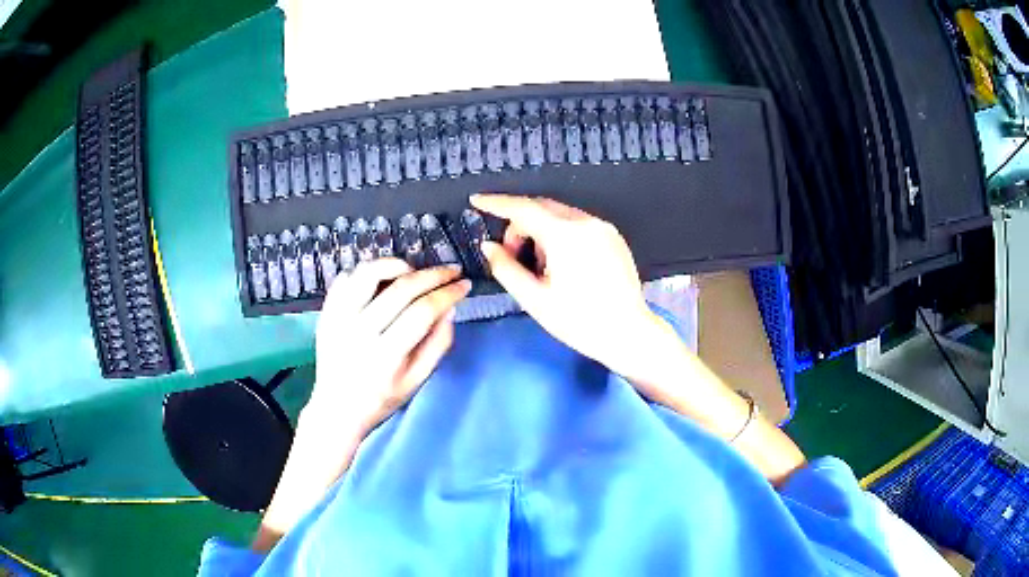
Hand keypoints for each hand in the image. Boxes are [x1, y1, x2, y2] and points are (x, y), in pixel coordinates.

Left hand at [308, 258, 471, 436]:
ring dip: (396, 264)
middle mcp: (360, 331)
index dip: (448, 293)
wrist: (337, 409)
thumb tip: (450, 308)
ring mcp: (338, 319)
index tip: (465, 285)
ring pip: (368, 273)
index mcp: (386, 355)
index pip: (423, 311)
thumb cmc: (380, 398)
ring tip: (412, 271)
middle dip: (434, 274)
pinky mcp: (326, 312)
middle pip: (401, 288)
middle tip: (451, 270)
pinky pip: (345, 278)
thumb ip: (437, 345)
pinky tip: (381, 280)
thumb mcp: (416, 381)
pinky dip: (366, 272)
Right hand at [471, 194, 670, 380]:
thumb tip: (489, 246)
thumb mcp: (535, 299)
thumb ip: (505, 268)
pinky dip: (560, 235)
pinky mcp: (613, 237)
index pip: (523, 208)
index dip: (496, 203)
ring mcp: (603, 228)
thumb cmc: (580, 322)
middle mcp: (586, 223)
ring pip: (559, 215)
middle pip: (541, 208)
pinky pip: (577, 224)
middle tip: (510, 255)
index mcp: (565, 236)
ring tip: (540, 267)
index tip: (477, 200)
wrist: (628, 334)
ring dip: (540, 231)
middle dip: (519, 225)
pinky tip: (561, 264)